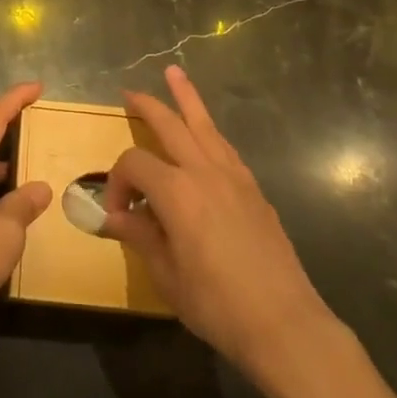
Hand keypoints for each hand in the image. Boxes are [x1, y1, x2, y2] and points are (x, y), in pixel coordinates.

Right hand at [104, 66, 343, 383]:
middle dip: (148, 105)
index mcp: (176, 191)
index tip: (116, 212)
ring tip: (174, 74)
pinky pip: (225, 147)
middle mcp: (204, 171)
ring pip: (205, 125)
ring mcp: (234, 177)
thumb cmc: (217, 303)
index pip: (134, 164)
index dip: (117, 182)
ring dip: (187, 98)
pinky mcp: (254, 190)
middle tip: (130, 93)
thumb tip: (112, 216)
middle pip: (171, 124)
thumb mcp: (167, 275)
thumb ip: (140, 236)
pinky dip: (209, 132)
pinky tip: (205, 134)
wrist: (284, 323)